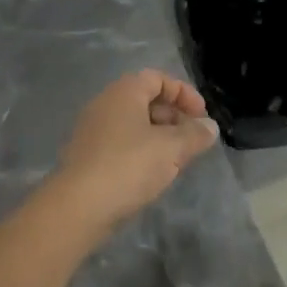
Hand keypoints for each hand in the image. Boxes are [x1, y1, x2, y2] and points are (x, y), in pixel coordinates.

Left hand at [49, 70, 220, 235]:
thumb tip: (209, 127)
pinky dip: (142, 153)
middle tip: (192, 140)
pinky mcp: (87, 157)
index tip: (202, 117)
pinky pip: (121, 145)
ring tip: (177, 161)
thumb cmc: (128, 166)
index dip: (184, 93)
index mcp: (124, 92)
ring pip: (134, 125)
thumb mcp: (171, 148)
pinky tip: (153, 175)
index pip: (158, 78)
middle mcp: (105, 104)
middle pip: (146, 101)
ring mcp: (92, 131)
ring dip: (160, 138)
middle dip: (174, 118)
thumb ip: (195, 134)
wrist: (77, 207)